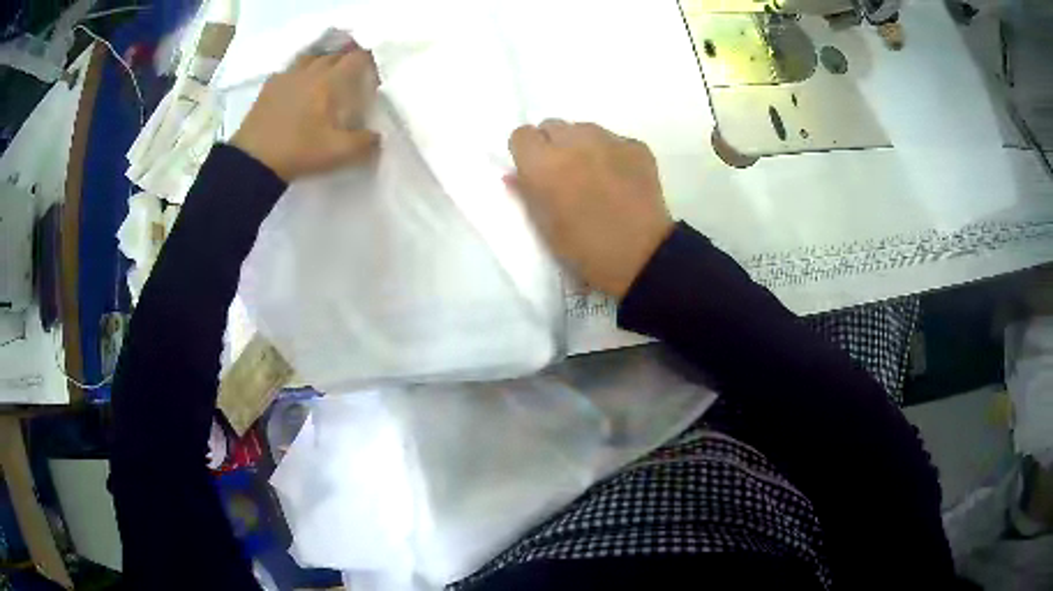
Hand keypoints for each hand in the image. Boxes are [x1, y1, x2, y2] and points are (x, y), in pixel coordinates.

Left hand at [231, 47, 379, 181]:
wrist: (252, 162)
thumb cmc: (298, 152)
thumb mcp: (338, 153)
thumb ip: (366, 143)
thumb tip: (378, 137)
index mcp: (329, 80)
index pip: (358, 58)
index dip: (370, 64)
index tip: (375, 78)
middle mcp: (309, 70)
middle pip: (335, 54)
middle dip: (348, 62)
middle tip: (354, 80)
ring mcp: (286, 76)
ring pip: (312, 58)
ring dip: (323, 64)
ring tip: (327, 79)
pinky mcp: (269, 87)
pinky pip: (290, 70)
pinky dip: (300, 74)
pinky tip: (299, 88)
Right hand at [508, 120, 673, 298]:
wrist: (641, 257)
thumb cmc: (584, 249)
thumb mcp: (544, 226)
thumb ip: (526, 193)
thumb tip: (514, 174)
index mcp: (542, 163)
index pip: (522, 135)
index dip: (526, 152)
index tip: (534, 170)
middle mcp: (573, 141)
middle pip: (553, 126)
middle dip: (553, 144)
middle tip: (564, 172)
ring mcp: (608, 140)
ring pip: (585, 129)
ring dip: (583, 145)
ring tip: (595, 175)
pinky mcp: (636, 147)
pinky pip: (615, 141)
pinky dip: (613, 154)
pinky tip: (621, 180)